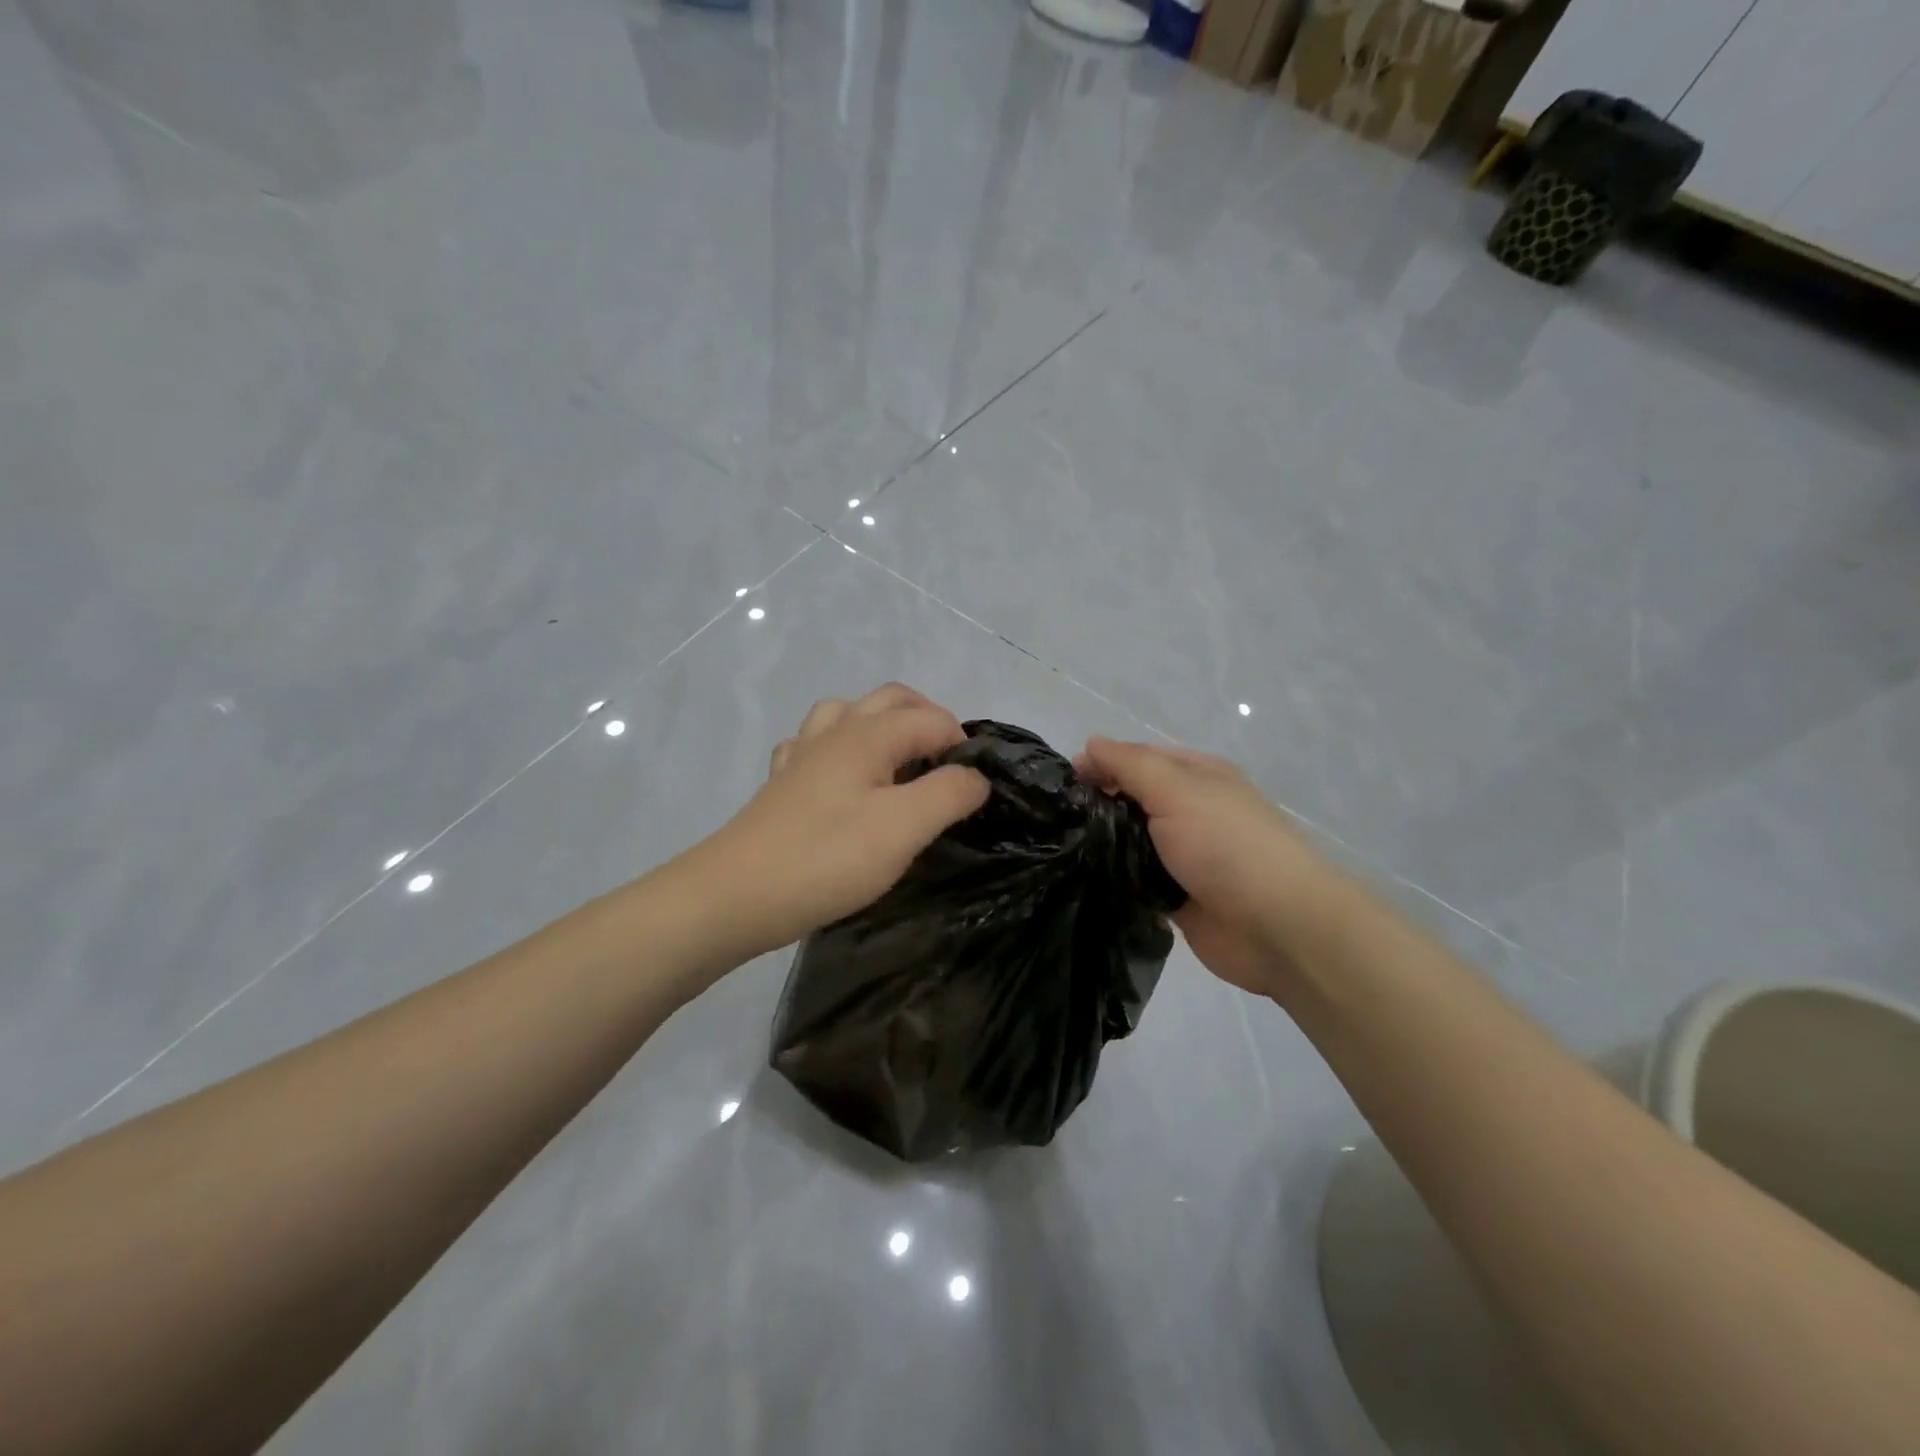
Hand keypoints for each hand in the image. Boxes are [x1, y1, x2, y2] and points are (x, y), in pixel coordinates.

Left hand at [679, 684, 989, 961]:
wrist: (736, 896)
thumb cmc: (827, 858)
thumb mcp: (905, 827)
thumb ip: (950, 793)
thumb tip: (976, 776)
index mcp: (868, 734)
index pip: (933, 719)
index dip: (962, 747)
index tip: (972, 793)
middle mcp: (835, 731)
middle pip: (892, 700)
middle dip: (928, 721)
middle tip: (948, 769)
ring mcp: (803, 755)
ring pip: (848, 714)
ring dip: (882, 726)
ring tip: (899, 765)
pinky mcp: (782, 785)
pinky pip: (814, 745)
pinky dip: (839, 750)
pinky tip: (842, 780)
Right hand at [1074, 738, 1346, 998]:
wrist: (1278, 927)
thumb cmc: (1227, 845)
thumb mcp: (1176, 789)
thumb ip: (1130, 765)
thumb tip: (1090, 745)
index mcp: (1198, 777)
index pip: (1139, 758)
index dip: (1101, 764)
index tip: (1062, 784)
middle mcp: (1191, 812)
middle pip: (1133, 801)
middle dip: (1097, 807)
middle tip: (1055, 822)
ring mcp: (1185, 857)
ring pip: (1131, 844)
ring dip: (1103, 847)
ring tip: (1058, 852)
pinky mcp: (1177, 898)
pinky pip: (1136, 883)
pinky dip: (1115, 882)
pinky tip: (1083, 883)